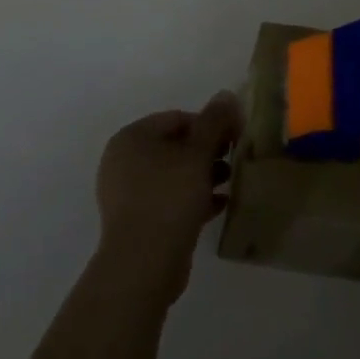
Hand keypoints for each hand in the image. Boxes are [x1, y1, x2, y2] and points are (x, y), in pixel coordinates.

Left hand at [93, 93, 238, 305]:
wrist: (143, 264)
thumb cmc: (169, 198)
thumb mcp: (197, 154)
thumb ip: (214, 122)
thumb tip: (226, 94)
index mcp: (131, 138)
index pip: (177, 118)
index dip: (210, 124)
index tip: (236, 136)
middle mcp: (123, 161)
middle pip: (174, 146)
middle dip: (207, 152)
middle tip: (236, 159)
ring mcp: (128, 193)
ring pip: (173, 175)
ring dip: (203, 176)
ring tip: (231, 182)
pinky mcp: (138, 221)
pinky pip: (169, 200)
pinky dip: (193, 199)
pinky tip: (220, 205)